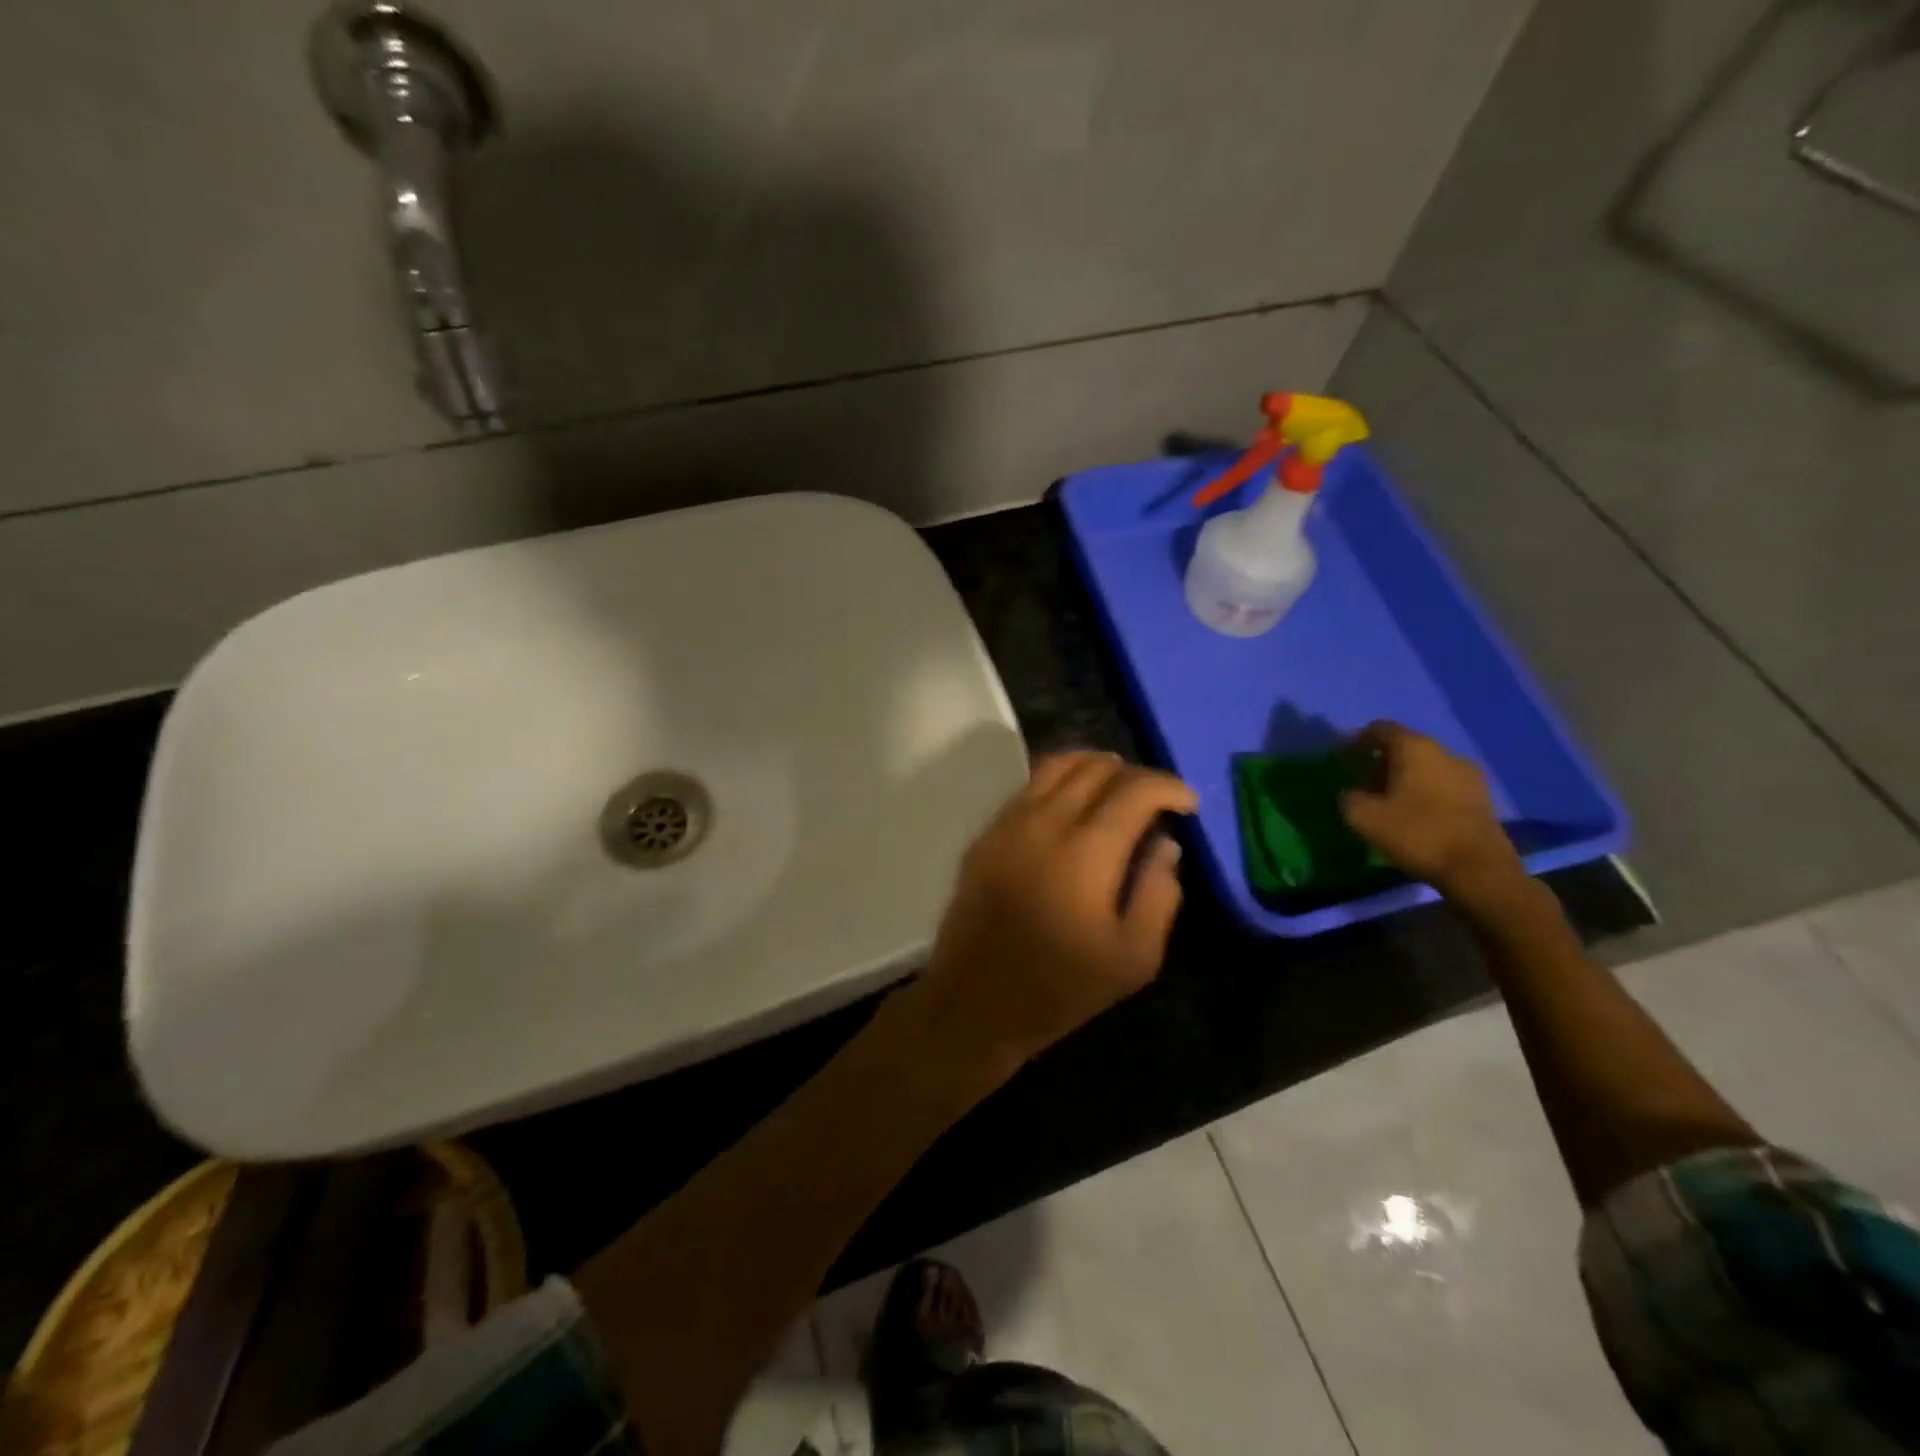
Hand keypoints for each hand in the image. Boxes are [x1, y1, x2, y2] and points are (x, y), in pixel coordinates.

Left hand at [911, 752, 1196, 1076]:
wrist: (975, 1002)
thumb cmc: (1060, 988)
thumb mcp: (1133, 958)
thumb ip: (1159, 895)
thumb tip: (1165, 844)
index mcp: (1087, 852)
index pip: (1134, 790)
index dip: (1168, 786)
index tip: (1187, 802)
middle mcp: (1045, 823)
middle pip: (1095, 768)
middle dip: (1134, 774)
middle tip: (1154, 798)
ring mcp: (1008, 824)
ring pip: (1056, 765)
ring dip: (1094, 765)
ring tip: (1116, 785)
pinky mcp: (985, 834)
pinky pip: (1027, 786)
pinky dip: (1058, 779)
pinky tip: (1072, 801)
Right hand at [1339, 722, 1522, 899]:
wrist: (1478, 869)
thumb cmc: (1416, 833)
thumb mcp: (1363, 817)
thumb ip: (1348, 797)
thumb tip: (1350, 793)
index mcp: (1414, 748)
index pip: (1380, 729)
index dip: (1358, 741)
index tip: (1344, 760)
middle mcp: (1443, 752)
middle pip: (1405, 746)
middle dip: (1381, 762)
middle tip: (1363, 786)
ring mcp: (1468, 774)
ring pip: (1426, 766)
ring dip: (1404, 778)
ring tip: (1389, 804)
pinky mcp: (1482, 797)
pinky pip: (1443, 784)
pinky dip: (1425, 792)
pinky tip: (1416, 815)